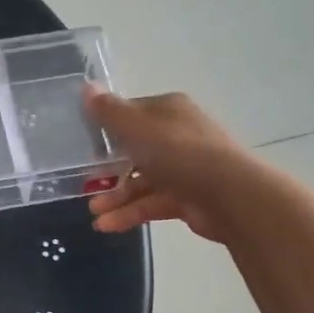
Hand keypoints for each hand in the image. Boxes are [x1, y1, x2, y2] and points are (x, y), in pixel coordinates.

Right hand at [84, 89, 252, 242]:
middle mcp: (177, 136)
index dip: (106, 127)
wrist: (230, 195)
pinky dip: (130, 213)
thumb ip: (108, 111)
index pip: (131, 113)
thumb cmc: (178, 152)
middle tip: (84, 181)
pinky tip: (106, 225)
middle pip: (135, 150)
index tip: (84, 143)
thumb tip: (86, 87)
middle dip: (108, 168)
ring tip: (93, 212)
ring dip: (116, 196)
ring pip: (142, 180)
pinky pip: (152, 203)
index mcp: (168, 110)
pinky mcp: (187, 198)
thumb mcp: (135, 127)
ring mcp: (184, 169)